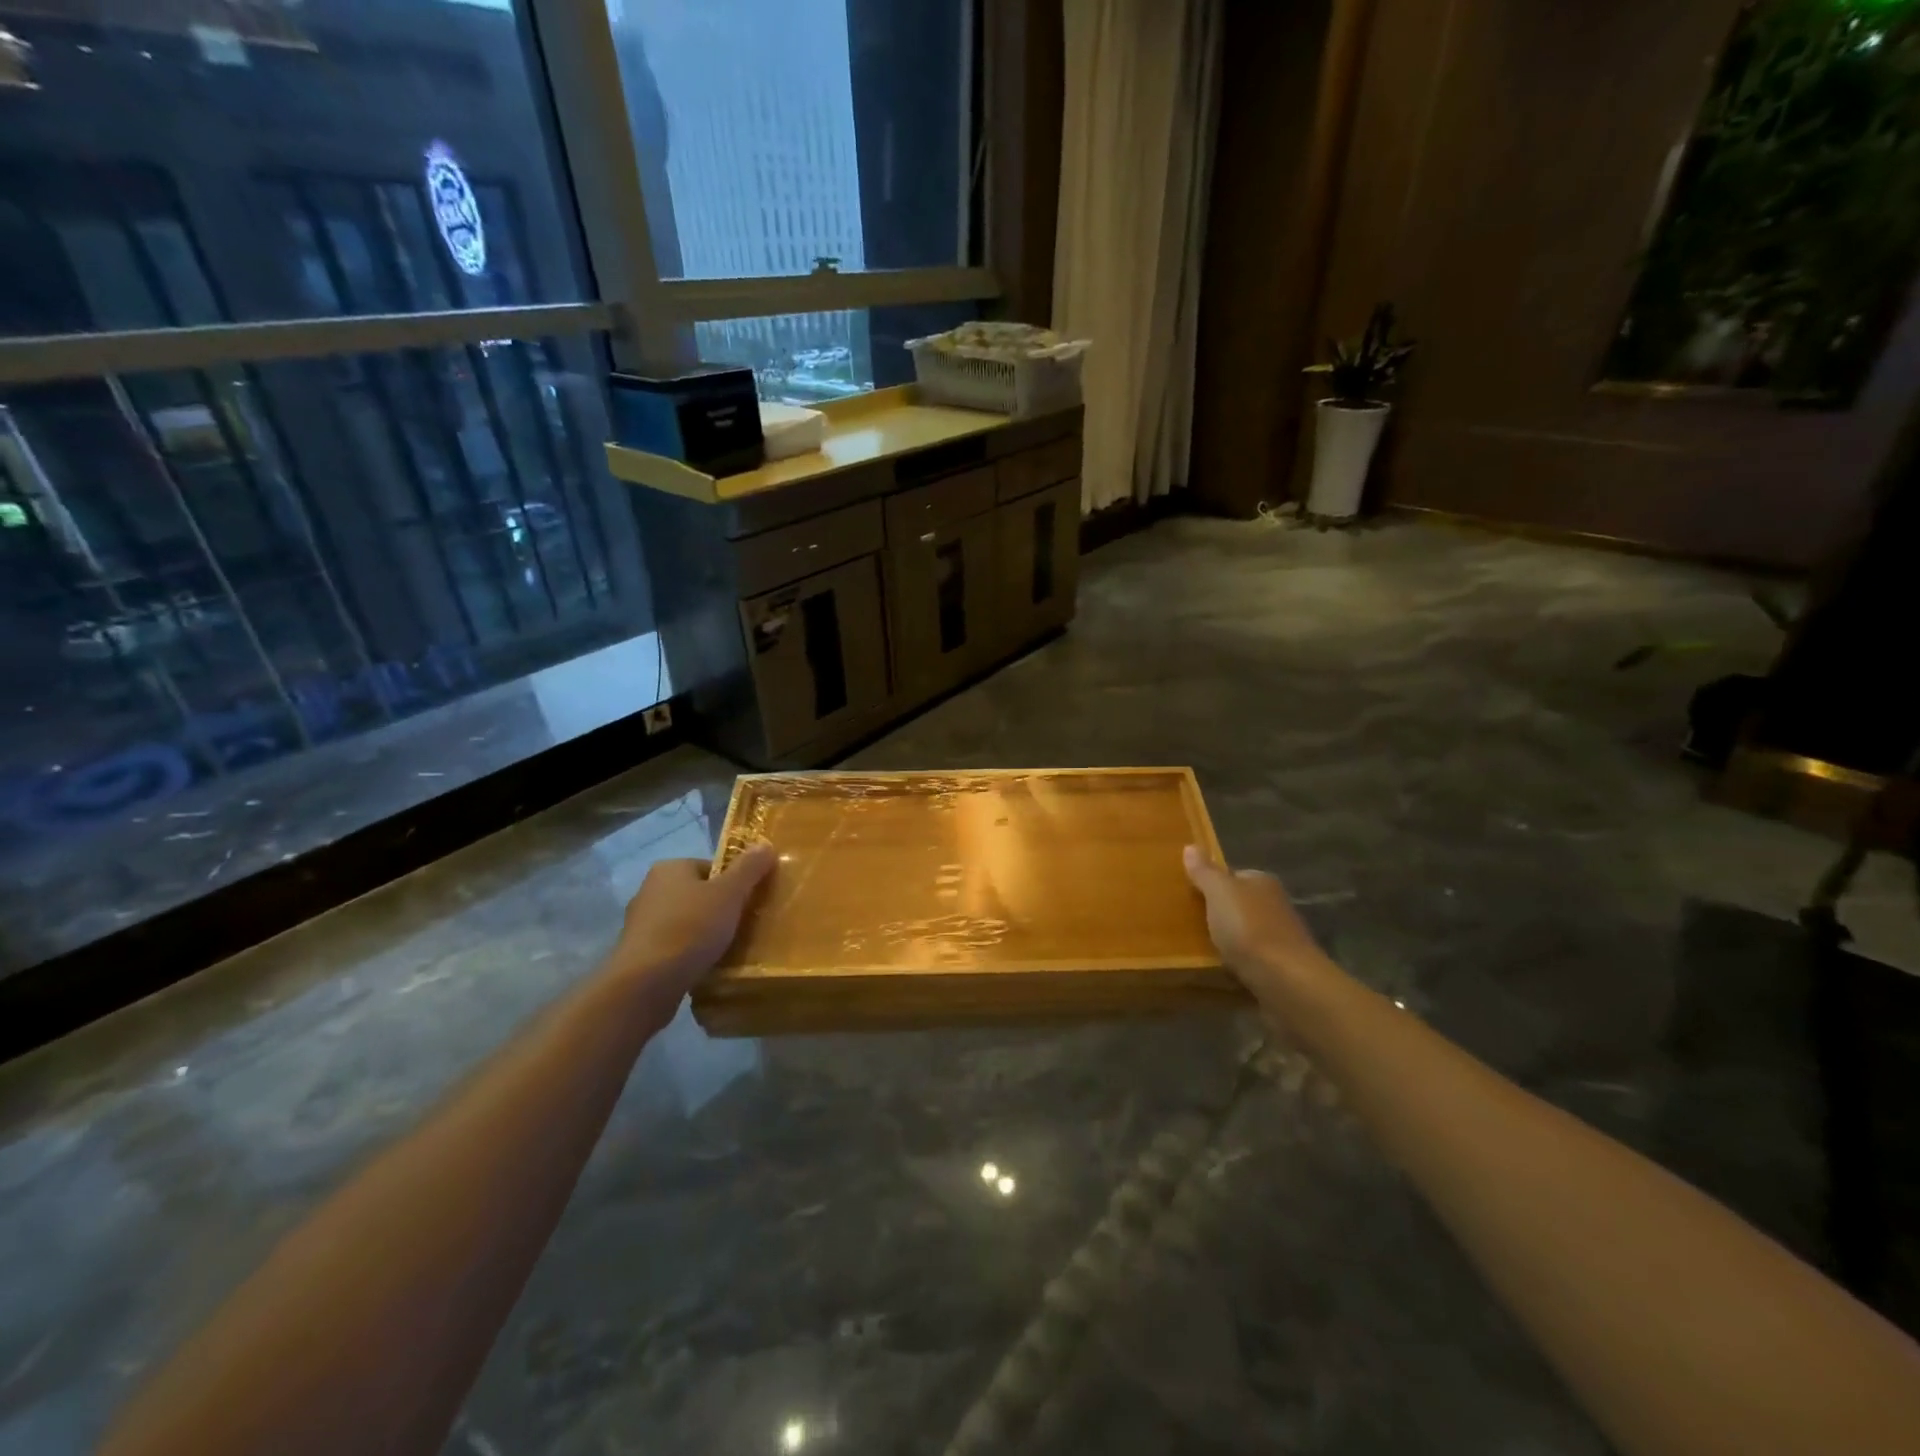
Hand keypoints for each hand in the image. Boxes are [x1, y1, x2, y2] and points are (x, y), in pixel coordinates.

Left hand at [602, 844, 776, 1018]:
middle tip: (744, 925)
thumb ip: (749, 868)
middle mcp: (650, 890)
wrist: (645, 984)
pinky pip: (674, 946)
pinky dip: (690, 953)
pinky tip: (705, 966)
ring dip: (705, 933)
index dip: (735, 883)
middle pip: (699, 894)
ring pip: (686, 922)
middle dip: (721, 909)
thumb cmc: (690, 928)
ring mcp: (641, 924)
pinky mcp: (639, 954)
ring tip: (728, 949)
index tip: (750, 902)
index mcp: (670, 868)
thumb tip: (766, 844)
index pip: (712, 867)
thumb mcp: (730, 893)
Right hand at [1182, 845, 1333, 1005]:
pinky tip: (1221, 969)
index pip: (1235, 875)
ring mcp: (1281, 938)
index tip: (1190, 895)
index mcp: (1263, 882)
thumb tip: (1191, 846)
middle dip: (1220, 912)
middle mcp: (1276, 905)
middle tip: (1189, 922)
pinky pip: (1252, 959)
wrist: (1286, 981)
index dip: (1212, 883)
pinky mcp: (1281, 968)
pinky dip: (1238, 963)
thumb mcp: (1219, 892)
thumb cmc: (1249, 928)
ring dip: (1229, 939)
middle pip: (1241, 904)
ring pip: (1246, 932)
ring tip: (1199, 948)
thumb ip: (1205, 872)